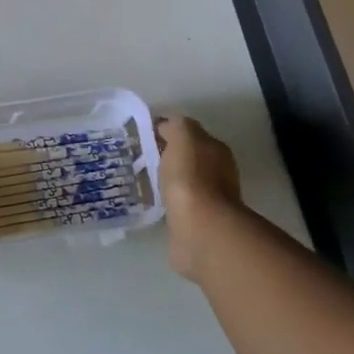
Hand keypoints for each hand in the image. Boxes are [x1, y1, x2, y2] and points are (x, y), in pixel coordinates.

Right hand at [155, 116, 246, 282]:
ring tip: (140, 179)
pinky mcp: (195, 222)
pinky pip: (176, 204)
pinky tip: (149, 200)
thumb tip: (166, 126)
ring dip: (166, 179)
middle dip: (165, 155)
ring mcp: (208, 200)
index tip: (141, 135)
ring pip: (181, 181)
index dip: (166, 130)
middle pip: (187, 157)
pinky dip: (165, 200)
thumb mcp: (183, 136)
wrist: (200, 228)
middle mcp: (217, 173)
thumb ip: (176, 125)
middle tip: (137, 156)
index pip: (188, 133)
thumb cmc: (191, 177)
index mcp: (215, 150)